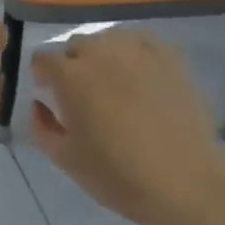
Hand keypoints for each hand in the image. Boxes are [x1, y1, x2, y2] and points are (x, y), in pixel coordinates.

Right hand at [29, 30, 224, 224]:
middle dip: (72, 66)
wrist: (186, 183)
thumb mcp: (66, 159)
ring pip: (107, 41)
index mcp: (70, 75)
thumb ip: (40, 126)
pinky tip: (142, 79)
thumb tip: (38, 103)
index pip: (42, 59)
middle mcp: (100, 51)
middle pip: (75, 46)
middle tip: (85, 98)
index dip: (43, 77)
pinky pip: (140, 43)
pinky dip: (134, 55)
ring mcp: (136, 49)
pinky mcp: (168, 55)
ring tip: (116, 87)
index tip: (51, 97)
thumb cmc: (118, 175)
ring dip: (103, 58)